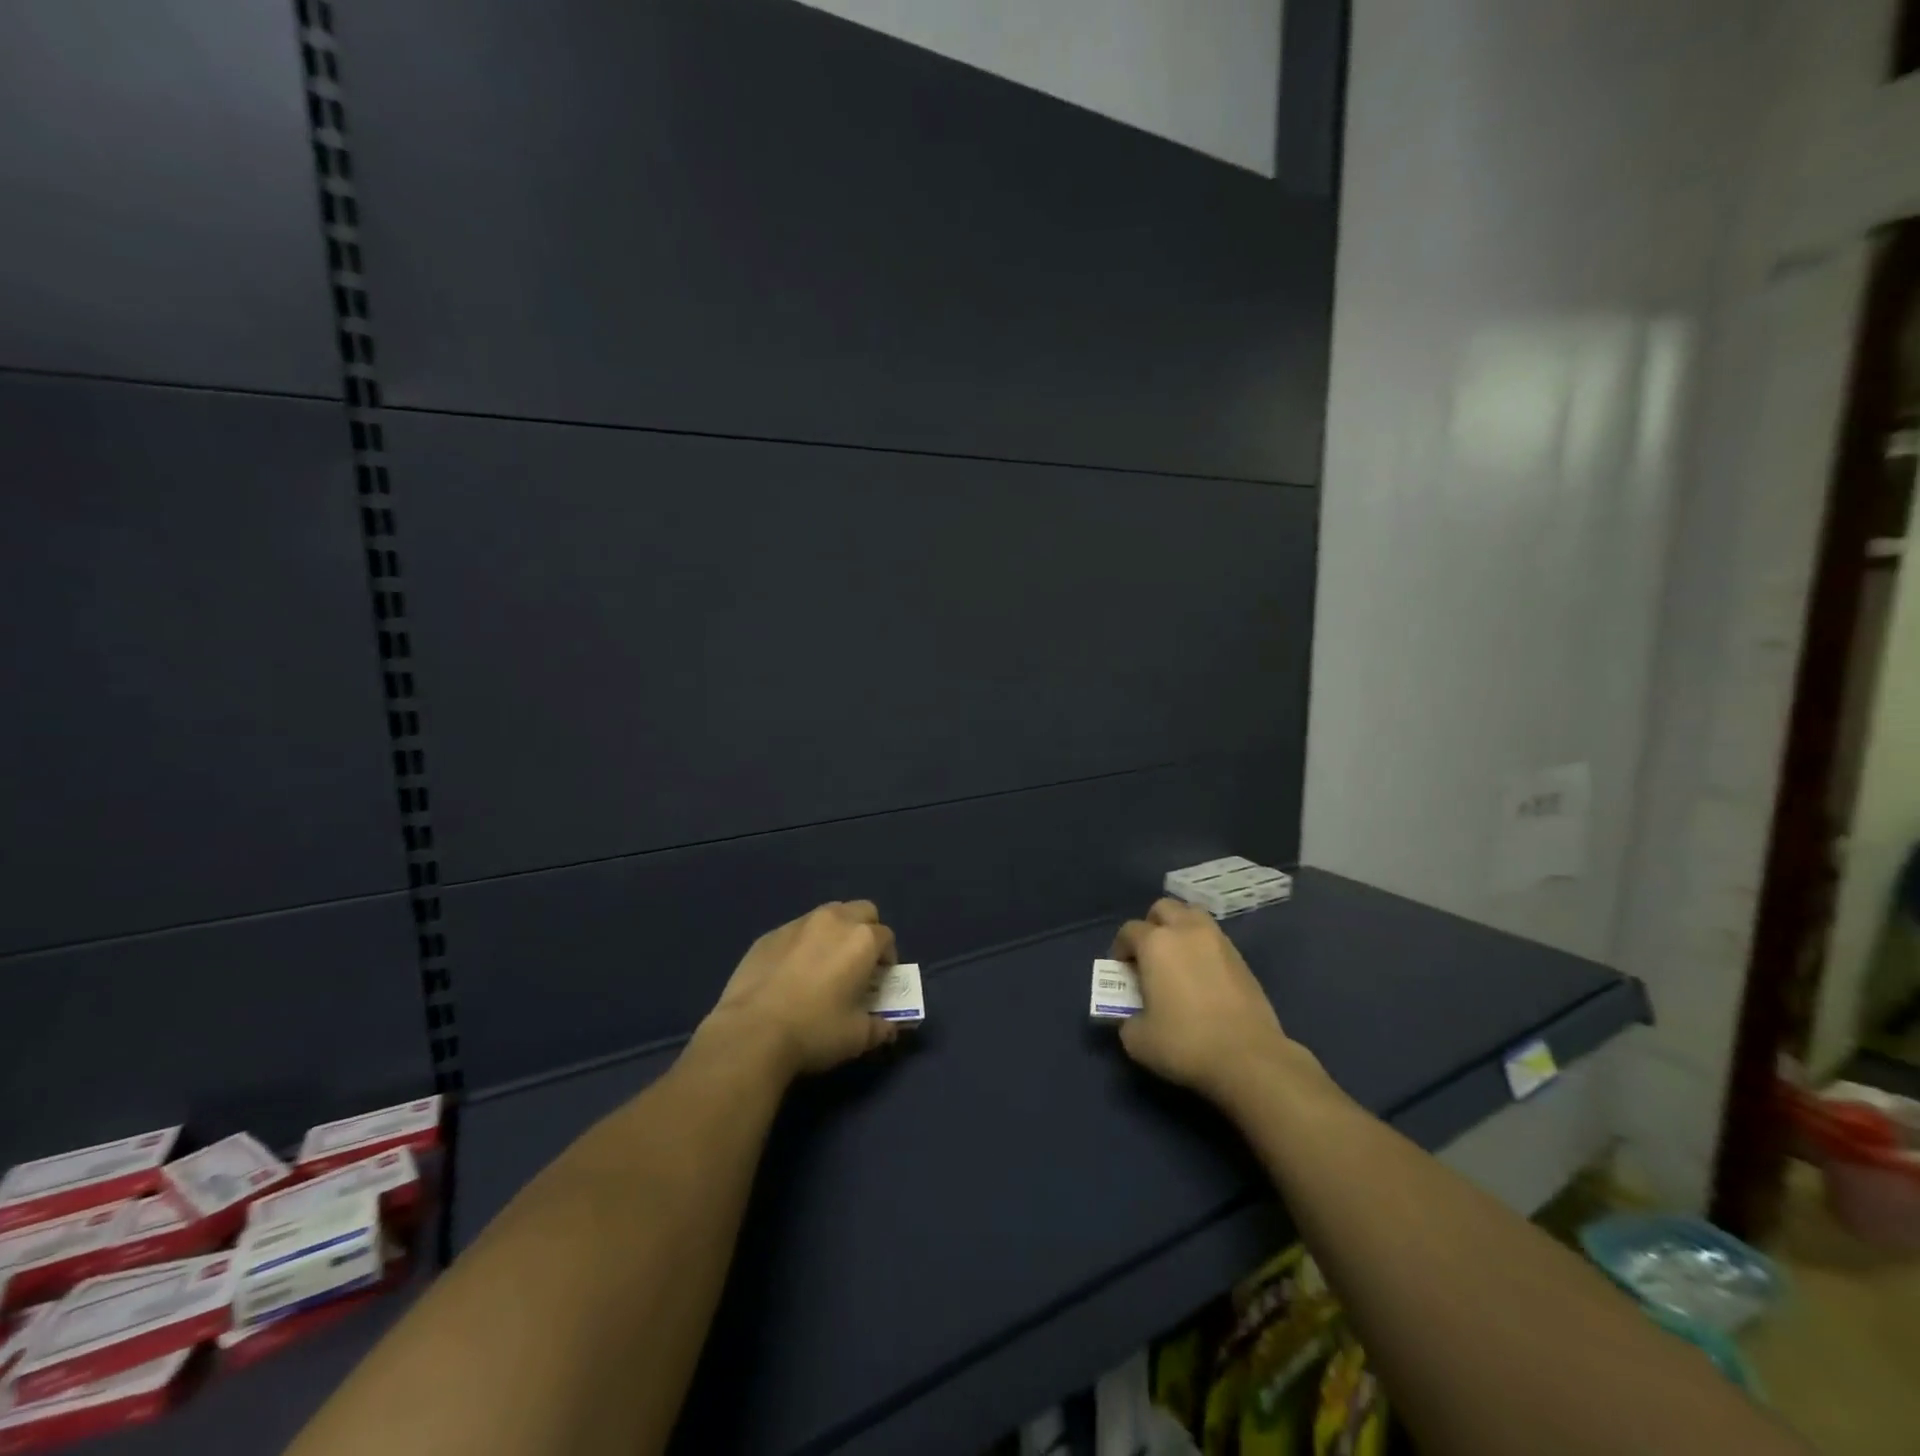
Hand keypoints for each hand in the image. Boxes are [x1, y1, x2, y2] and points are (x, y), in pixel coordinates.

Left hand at [705, 901, 902, 1077]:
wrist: (751, 1033)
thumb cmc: (815, 1031)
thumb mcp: (858, 1037)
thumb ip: (881, 1026)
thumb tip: (890, 1026)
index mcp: (861, 940)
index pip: (887, 937)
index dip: (887, 958)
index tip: (879, 981)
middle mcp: (833, 920)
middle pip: (862, 911)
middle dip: (866, 931)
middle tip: (858, 963)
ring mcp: (798, 924)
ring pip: (828, 915)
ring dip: (835, 933)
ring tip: (824, 965)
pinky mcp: (769, 935)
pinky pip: (796, 931)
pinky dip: (803, 944)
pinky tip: (791, 974)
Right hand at [1111, 898, 1316, 1108]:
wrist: (1249, 1059)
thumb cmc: (1185, 1043)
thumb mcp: (1137, 1040)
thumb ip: (1126, 1019)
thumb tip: (1131, 1015)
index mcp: (1156, 943)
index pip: (1129, 931)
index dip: (1120, 948)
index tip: (1121, 970)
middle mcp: (1186, 931)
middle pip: (1163, 908)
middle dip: (1151, 926)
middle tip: (1148, 956)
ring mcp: (1218, 941)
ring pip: (1193, 916)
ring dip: (1180, 929)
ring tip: (1177, 960)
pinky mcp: (1241, 959)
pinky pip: (1214, 939)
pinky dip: (1202, 947)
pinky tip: (1201, 976)